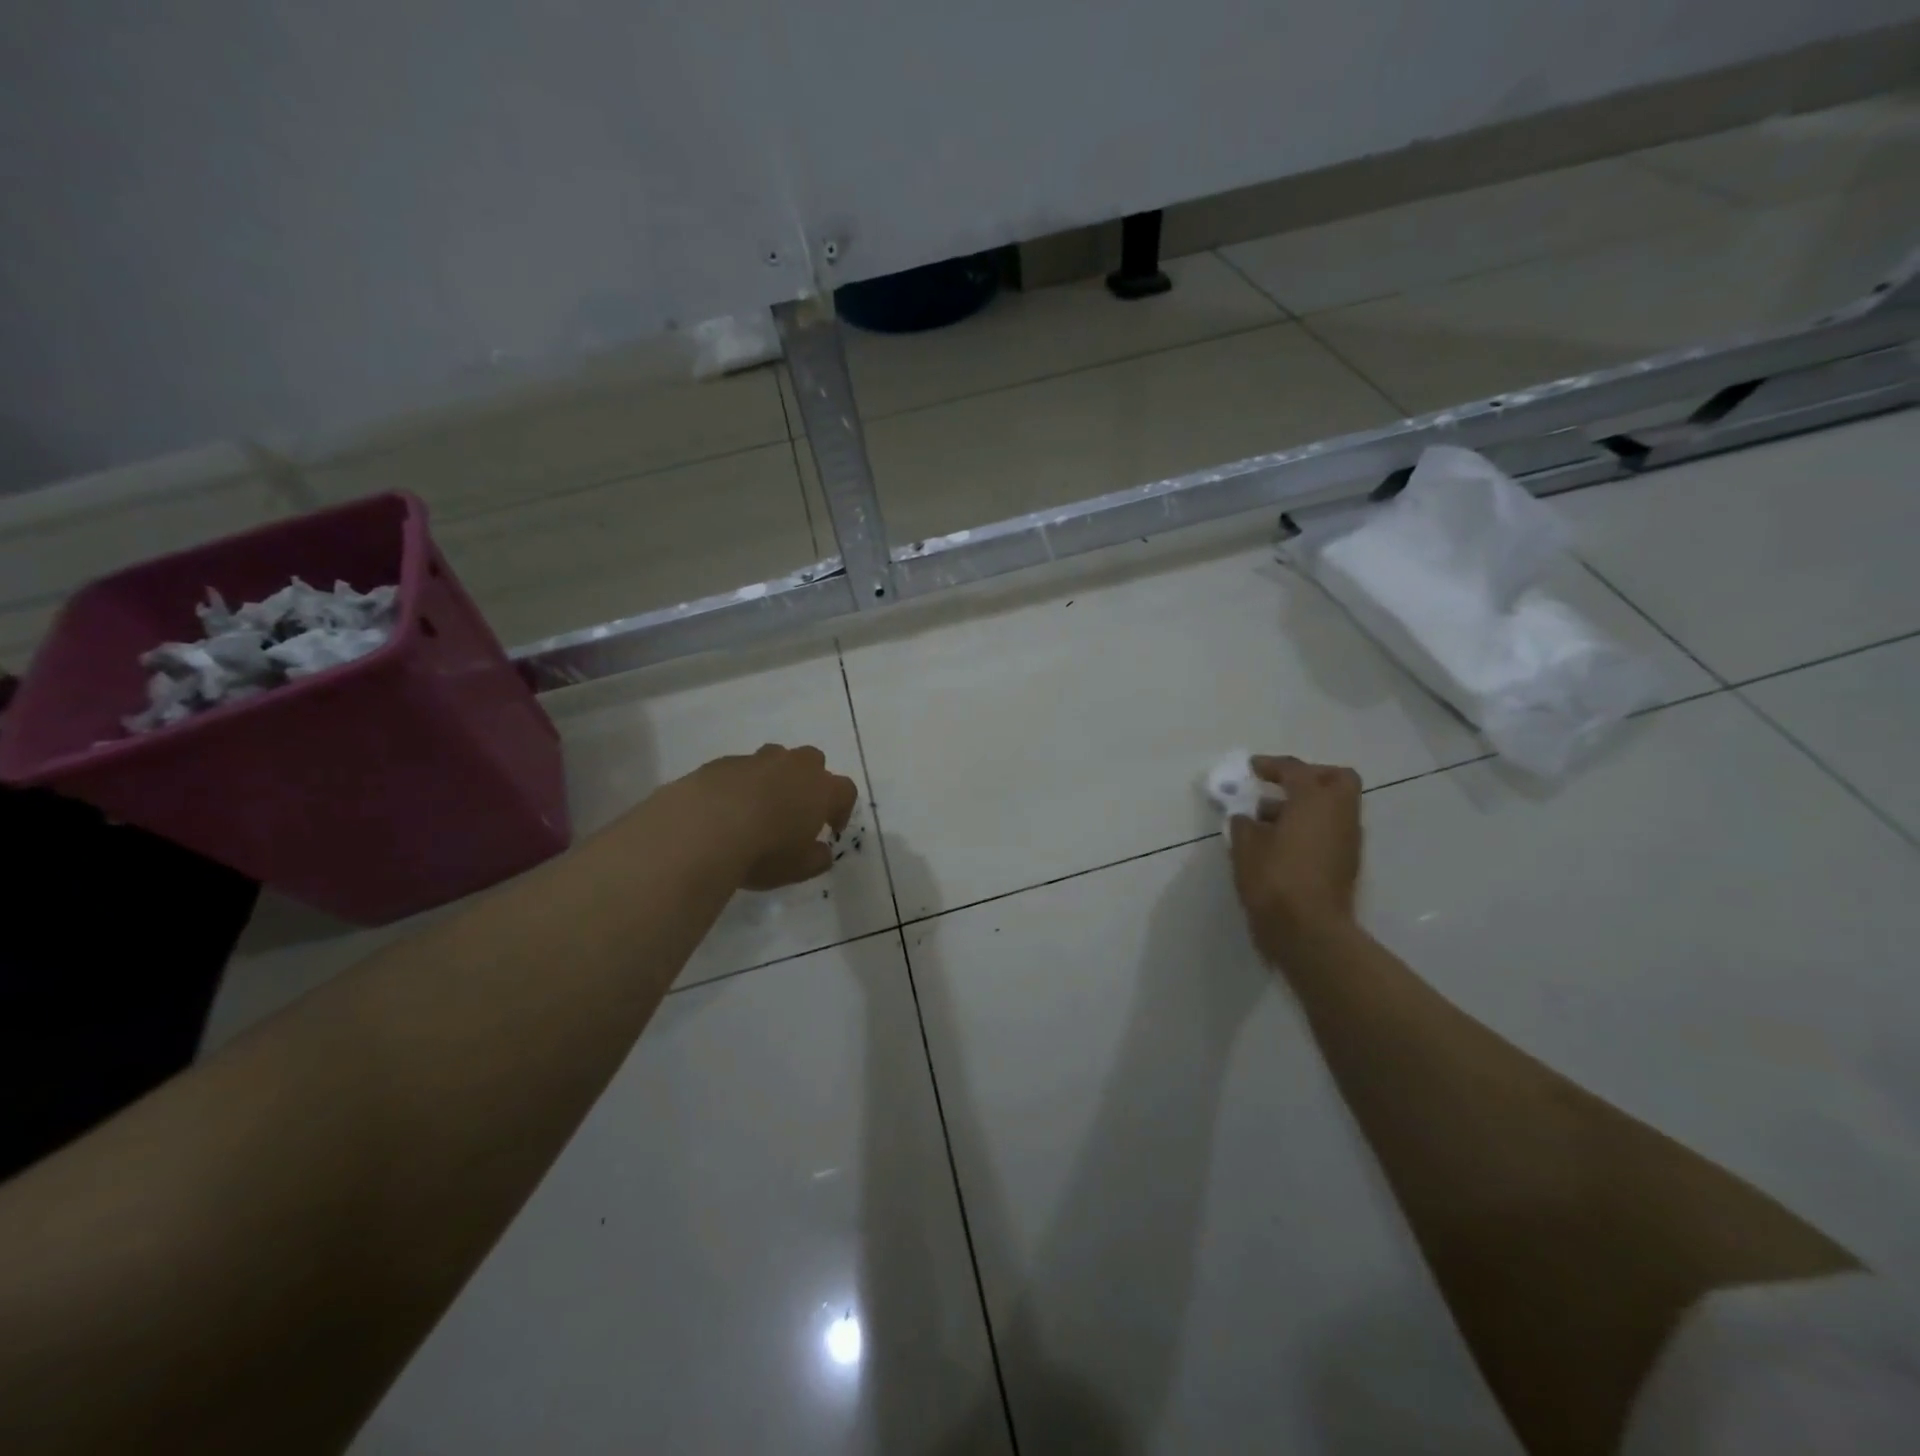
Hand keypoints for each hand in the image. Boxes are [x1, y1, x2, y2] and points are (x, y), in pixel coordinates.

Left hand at [693, 744, 859, 889]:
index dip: (842, 809)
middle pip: (812, 761)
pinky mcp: (721, 763)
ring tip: (759, 807)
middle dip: (809, 781)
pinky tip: (726, 809)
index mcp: (821, 789)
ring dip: (774, 778)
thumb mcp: (799, 868)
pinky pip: (740, 770)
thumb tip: (821, 850)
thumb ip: (818, 858)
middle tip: (797, 810)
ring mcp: (756, 760)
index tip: (832, 829)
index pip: (845, 791)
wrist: (702, 830)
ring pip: (775, 759)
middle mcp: (793, 766)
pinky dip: (740, 785)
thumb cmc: (764, 852)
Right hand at [1229, 756, 1363, 955]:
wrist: (1308, 931)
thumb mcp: (1246, 846)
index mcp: (1315, 800)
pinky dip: (1309, 828)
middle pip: (1336, 779)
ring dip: (1306, 806)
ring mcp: (1347, 840)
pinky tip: (1279, 844)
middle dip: (1309, 777)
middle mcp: (1339, 814)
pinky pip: (1329, 832)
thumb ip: (1244, 824)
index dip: (1271, 765)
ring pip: (1333, 808)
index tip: (1252, 768)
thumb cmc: (1274, 879)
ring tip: (1267, 821)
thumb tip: (1246, 819)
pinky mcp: (1345, 864)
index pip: (1296, 770)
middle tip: (1279, 786)